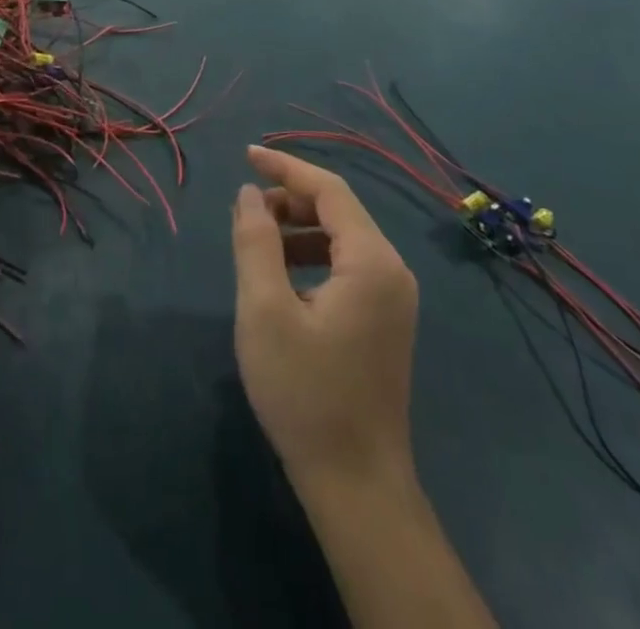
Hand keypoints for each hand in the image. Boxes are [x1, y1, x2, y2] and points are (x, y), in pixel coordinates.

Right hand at [231, 145, 418, 490]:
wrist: (357, 485)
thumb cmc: (306, 393)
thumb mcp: (265, 310)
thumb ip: (256, 242)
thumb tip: (250, 194)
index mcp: (372, 261)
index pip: (329, 191)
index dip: (286, 167)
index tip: (246, 154)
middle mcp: (392, 271)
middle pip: (338, 211)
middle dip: (290, 199)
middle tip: (246, 208)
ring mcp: (393, 298)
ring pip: (341, 239)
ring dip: (297, 228)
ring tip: (256, 239)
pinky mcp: (384, 321)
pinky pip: (346, 266)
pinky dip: (311, 256)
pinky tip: (281, 276)